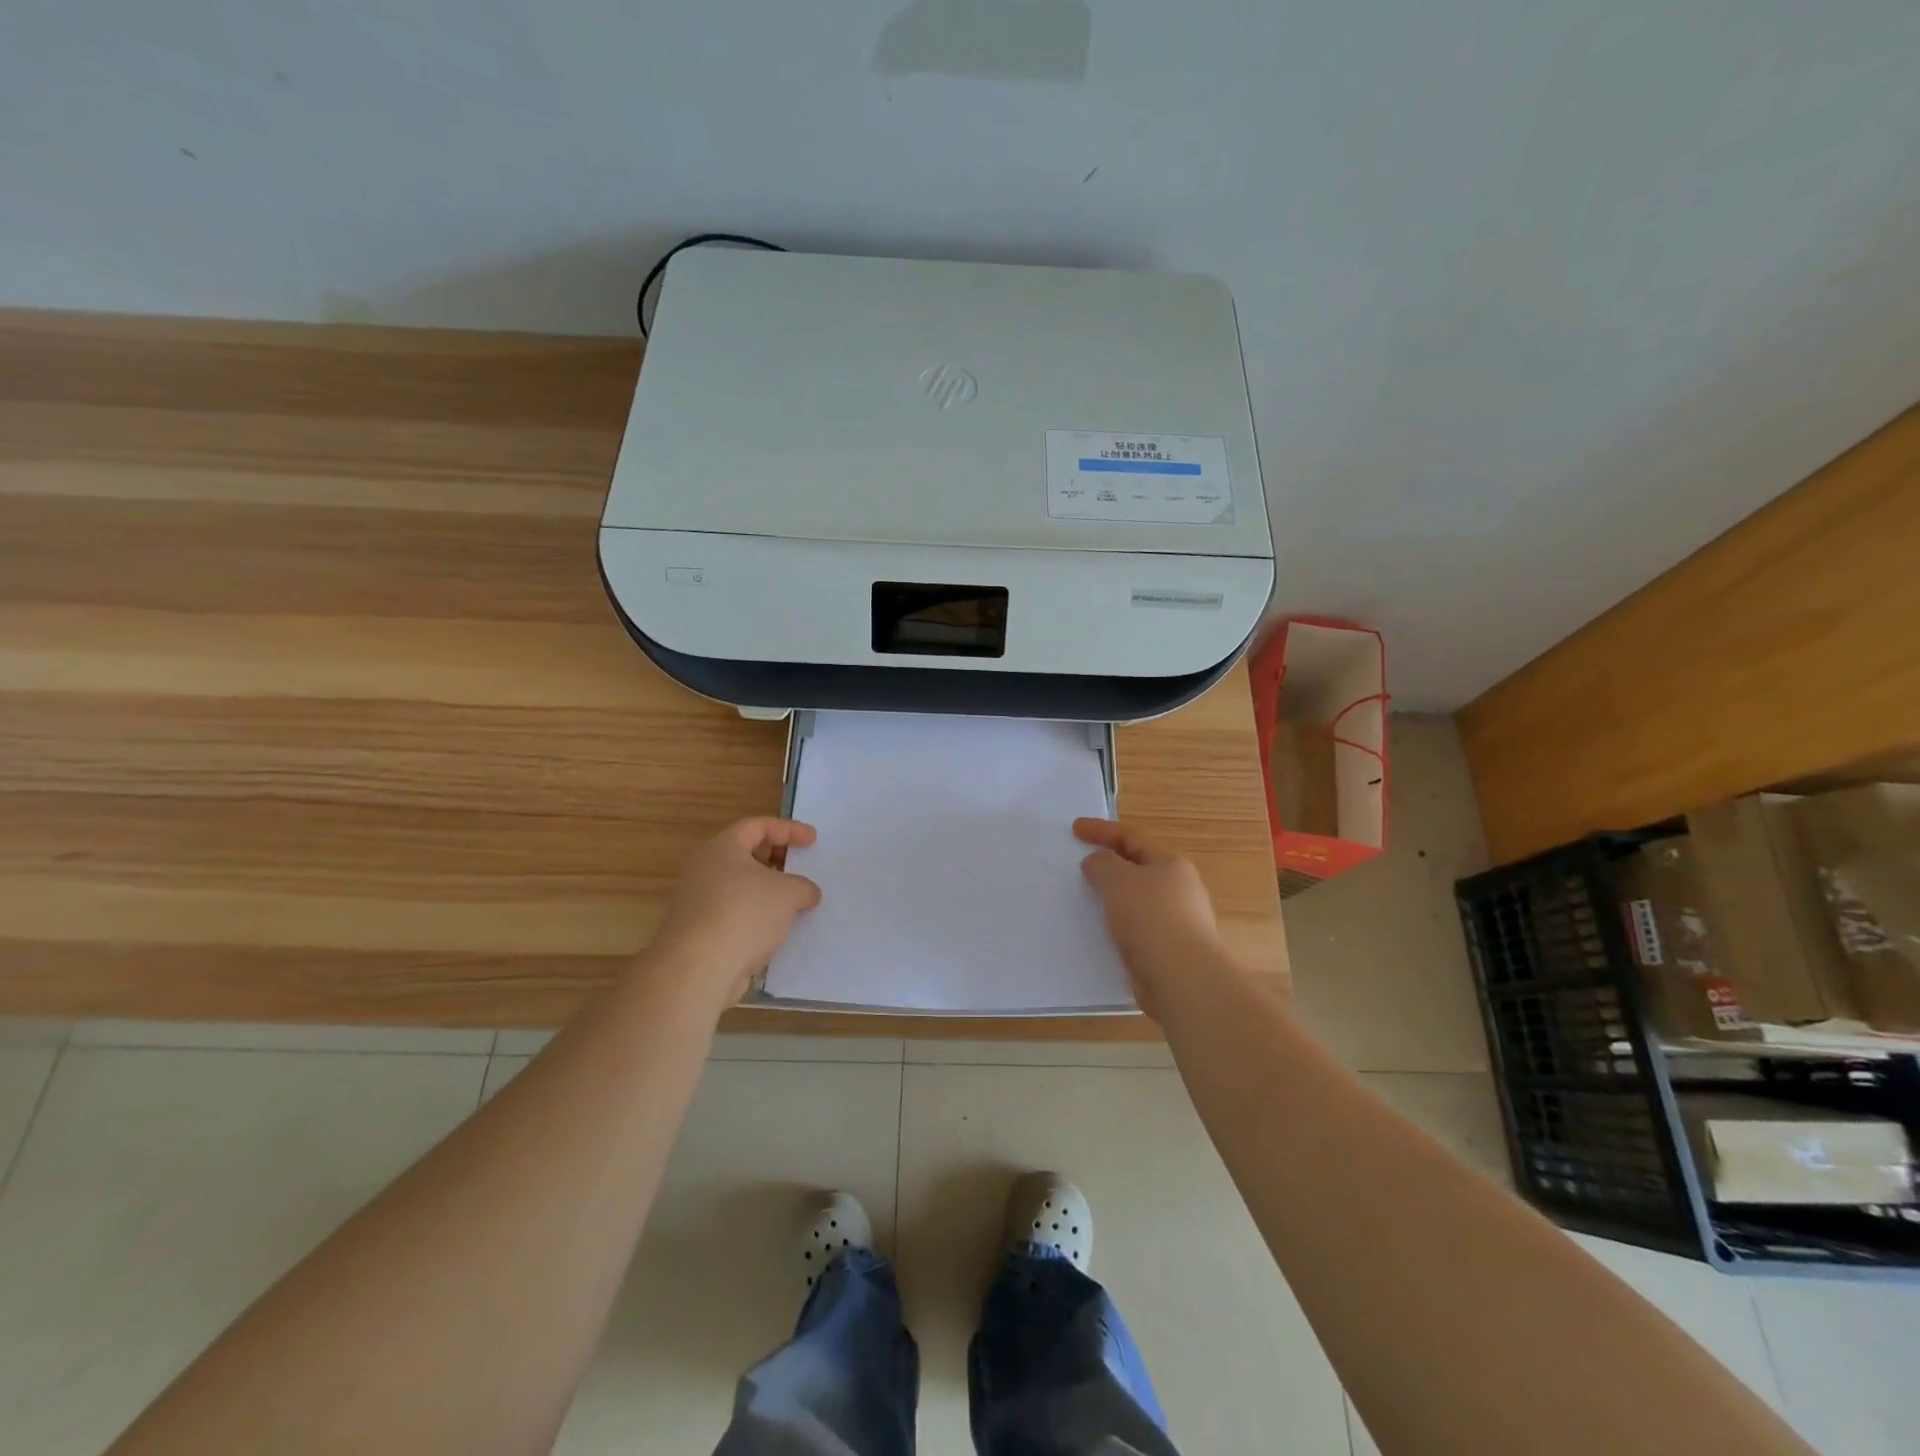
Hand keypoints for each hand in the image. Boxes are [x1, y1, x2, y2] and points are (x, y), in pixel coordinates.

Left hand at [650, 817, 822, 1012]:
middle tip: (800, 868)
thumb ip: (804, 887)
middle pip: (746, 854)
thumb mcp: (789, 893)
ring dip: (767, 892)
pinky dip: (756, 916)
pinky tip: (776, 931)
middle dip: (776, 859)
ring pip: (740, 887)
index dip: (789, 829)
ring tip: (794, 903)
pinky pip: (734, 914)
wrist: (698, 969)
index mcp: (723, 847)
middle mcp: (705, 869)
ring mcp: (698, 901)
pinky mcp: (699, 931)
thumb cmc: (745, 914)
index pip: (758, 826)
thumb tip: (806, 894)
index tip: (813, 841)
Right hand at [1074, 818, 1231, 1019]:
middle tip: (1079, 867)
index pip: (1132, 838)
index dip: (1101, 831)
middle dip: (1108, 865)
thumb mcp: (1118, 880)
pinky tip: (1098, 935)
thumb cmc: (1151, 918)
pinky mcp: (1167, 951)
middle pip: (1136, 869)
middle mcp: (1179, 890)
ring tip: (1083, 902)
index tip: (1075, 829)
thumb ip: (1102, 864)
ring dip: (1110, 899)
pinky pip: (1134, 930)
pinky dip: (1115, 927)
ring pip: (1134, 902)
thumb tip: (1097, 863)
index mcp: (1171, 865)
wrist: (1182, 979)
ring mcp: (1176, 923)